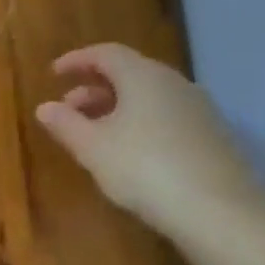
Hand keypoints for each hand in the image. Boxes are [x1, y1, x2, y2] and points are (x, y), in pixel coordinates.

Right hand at [34, 43, 263, 237]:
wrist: (219, 211)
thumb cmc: (145, 169)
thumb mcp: (93, 148)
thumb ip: (66, 124)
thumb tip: (44, 107)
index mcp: (143, 76)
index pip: (106, 53)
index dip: (77, 60)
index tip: (54, 72)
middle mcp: (174, 83)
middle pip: (129, 73)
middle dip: (93, 88)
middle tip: (67, 109)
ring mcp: (198, 109)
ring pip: (148, 96)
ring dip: (115, 107)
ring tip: (93, 133)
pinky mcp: (211, 135)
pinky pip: (165, 115)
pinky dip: (138, 122)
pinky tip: (128, 151)